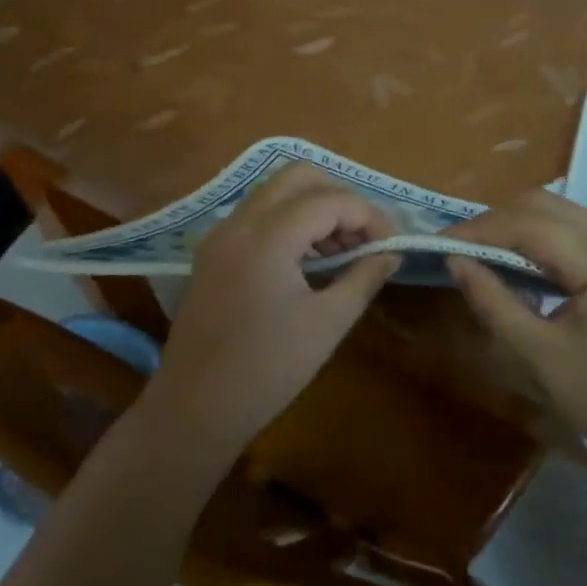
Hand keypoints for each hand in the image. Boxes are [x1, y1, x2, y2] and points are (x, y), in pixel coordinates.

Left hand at [147, 164, 399, 455]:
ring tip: (341, 251)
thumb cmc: (268, 369)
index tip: (390, 244)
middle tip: (363, 237)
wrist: (195, 408)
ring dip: (313, 207)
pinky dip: (288, 221)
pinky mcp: (212, 252)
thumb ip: (363, 277)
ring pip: (275, 192)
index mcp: (267, 237)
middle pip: (298, 177)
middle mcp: (240, 222)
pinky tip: (306, 260)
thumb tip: (390, 253)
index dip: (368, 216)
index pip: (329, 200)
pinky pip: (257, 215)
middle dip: (339, 197)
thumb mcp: (327, 323)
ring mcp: (221, 234)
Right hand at [445, 189, 586, 469]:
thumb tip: (455, 261)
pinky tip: (519, 265)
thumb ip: (493, 301)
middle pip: (547, 207)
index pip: (531, 225)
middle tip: (459, 249)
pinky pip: (577, 236)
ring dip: (518, 228)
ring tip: (481, 253)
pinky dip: (541, 241)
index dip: (480, 230)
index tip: (438, 243)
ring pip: (562, 216)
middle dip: (497, 222)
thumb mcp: (540, 355)